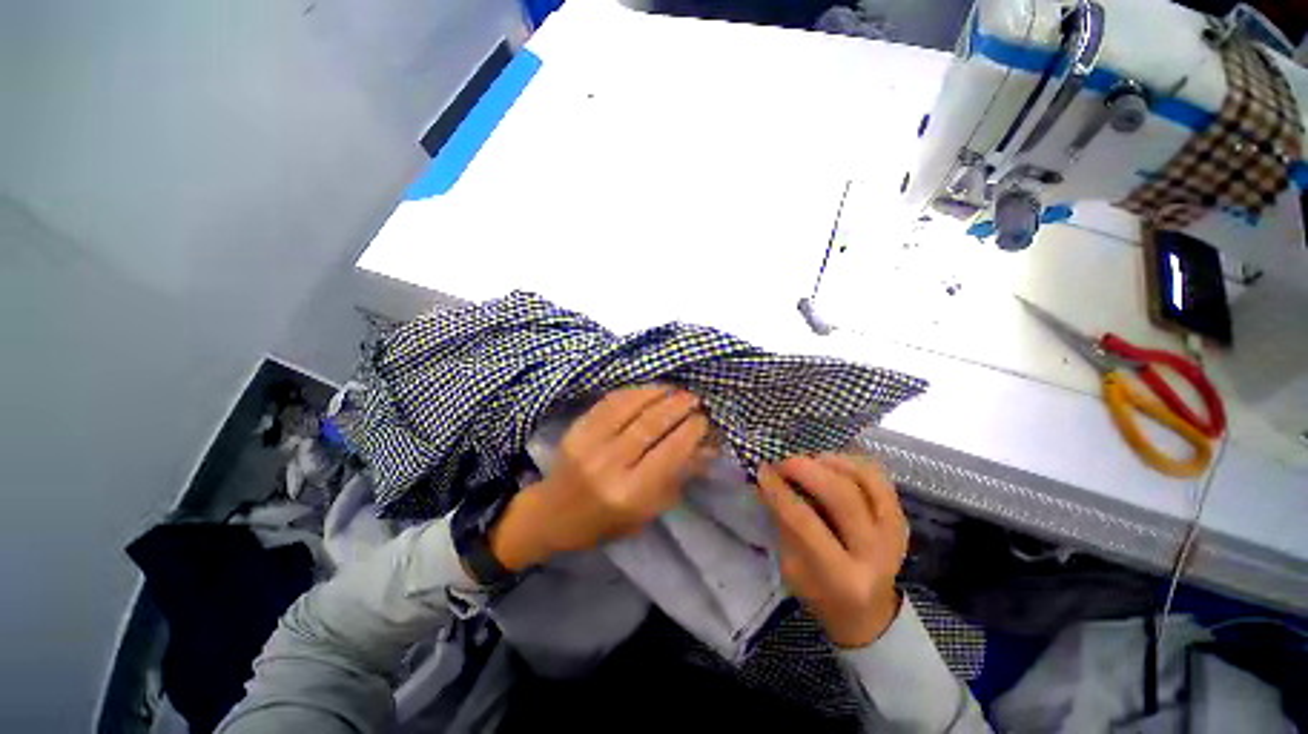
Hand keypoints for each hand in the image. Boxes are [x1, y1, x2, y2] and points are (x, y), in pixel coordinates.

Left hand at [489, 386, 710, 571]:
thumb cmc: (605, 522)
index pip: (669, 453)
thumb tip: (707, 448)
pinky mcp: (577, 428)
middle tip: (694, 399)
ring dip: (658, 393)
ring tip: (675, 389)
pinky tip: (649, 390)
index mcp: (629, 493)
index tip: (704, 419)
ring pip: (630, 407)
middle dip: (678, 406)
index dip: (691, 431)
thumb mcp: (647, 511)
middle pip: (651, 424)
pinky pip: (610, 402)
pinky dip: (633, 392)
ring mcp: (589, 443)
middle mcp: (609, 465)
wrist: (552, 515)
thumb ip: (677, 478)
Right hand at [756, 454, 907, 647]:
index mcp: (843, 578)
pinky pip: (878, 476)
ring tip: (806, 460)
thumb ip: (782, 523)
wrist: (868, 612)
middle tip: (783, 461)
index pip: (806, 523)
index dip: (780, 491)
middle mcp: (876, 554)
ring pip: (865, 479)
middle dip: (806, 469)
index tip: (762, 470)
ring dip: (830, 461)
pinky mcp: (902, 517)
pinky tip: (829, 463)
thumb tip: (767, 480)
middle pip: (842, 496)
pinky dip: (851, 462)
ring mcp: (895, 533)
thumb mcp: (792, 568)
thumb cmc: (821, 594)